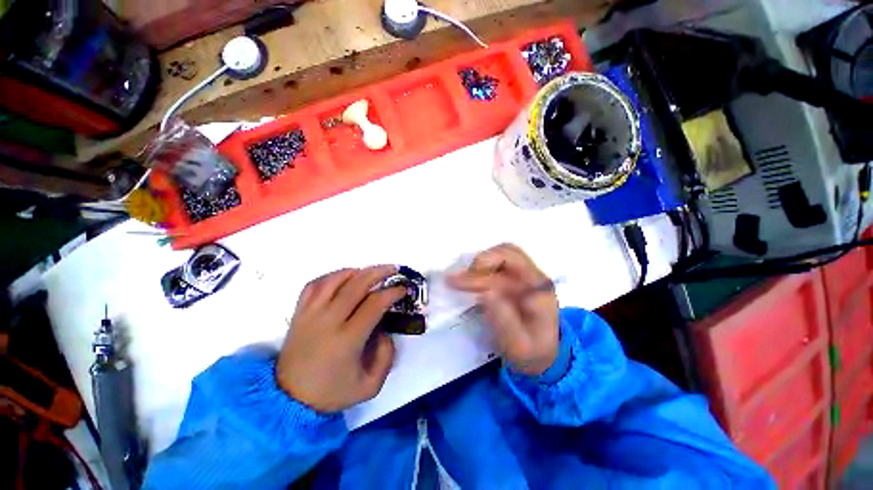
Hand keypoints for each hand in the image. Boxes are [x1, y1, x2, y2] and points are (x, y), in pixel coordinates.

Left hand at [276, 266, 405, 412]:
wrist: (289, 399)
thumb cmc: (332, 392)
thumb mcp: (370, 386)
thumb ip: (386, 356)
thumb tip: (385, 330)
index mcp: (347, 339)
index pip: (375, 304)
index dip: (392, 292)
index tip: (403, 288)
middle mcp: (328, 321)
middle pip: (356, 285)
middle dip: (379, 272)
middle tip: (393, 269)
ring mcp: (311, 314)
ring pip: (335, 280)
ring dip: (356, 271)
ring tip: (369, 271)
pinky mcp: (299, 313)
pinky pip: (314, 284)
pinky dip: (332, 276)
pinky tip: (343, 277)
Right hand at [448, 244, 558, 375]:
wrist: (544, 357)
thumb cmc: (531, 353)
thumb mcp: (518, 345)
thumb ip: (504, 320)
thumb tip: (485, 293)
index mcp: (538, 287)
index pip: (512, 261)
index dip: (485, 266)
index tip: (462, 281)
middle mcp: (532, 276)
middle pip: (506, 251)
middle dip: (480, 262)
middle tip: (458, 280)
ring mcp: (523, 277)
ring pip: (499, 256)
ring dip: (479, 266)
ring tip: (460, 281)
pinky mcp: (514, 282)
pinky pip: (496, 266)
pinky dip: (480, 271)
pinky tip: (468, 283)